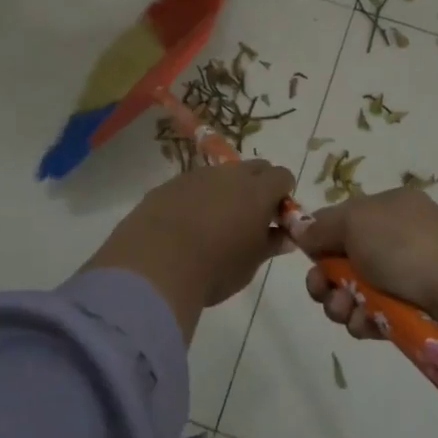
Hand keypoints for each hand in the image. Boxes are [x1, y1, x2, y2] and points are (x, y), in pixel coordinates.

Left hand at [84, 161, 295, 339]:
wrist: (153, 266)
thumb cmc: (213, 269)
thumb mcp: (250, 264)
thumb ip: (270, 244)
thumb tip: (284, 237)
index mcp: (257, 191)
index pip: (282, 176)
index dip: (283, 194)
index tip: (277, 217)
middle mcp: (228, 175)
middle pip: (254, 167)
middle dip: (259, 185)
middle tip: (250, 218)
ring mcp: (195, 176)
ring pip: (221, 175)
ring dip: (226, 191)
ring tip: (214, 224)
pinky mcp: (168, 185)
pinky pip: (192, 184)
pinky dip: (197, 198)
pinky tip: (185, 226)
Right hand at [294, 188, 437, 338]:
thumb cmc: (405, 248)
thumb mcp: (355, 222)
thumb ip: (322, 226)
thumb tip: (301, 230)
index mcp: (391, 205)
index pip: (344, 217)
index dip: (321, 238)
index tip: (306, 256)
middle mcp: (401, 235)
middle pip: (346, 257)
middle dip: (326, 278)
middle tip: (321, 291)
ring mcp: (412, 273)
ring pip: (358, 290)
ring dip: (341, 303)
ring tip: (345, 313)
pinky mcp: (417, 309)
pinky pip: (378, 314)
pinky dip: (365, 320)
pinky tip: (366, 327)